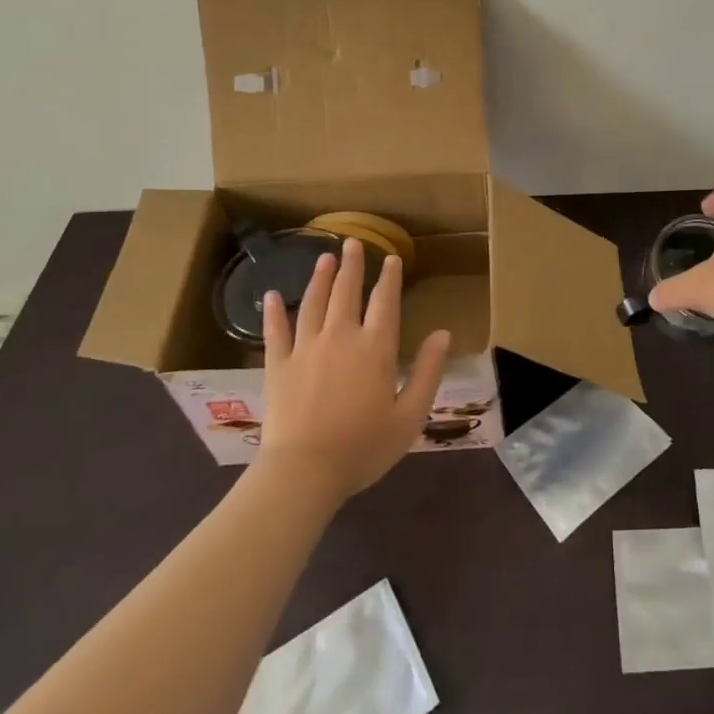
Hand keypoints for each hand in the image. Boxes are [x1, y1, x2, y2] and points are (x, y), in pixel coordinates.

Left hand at [255, 239, 449, 502]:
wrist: (304, 472)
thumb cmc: (363, 447)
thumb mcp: (410, 415)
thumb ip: (428, 372)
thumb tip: (443, 334)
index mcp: (375, 348)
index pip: (385, 302)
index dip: (390, 278)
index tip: (392, 258)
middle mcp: (341, 337)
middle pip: (347, 292)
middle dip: (353, 265)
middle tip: (353, 242)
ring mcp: (305, 349)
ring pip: (313, 303)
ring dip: (320, 278)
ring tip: (324, 257)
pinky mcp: (277, 366)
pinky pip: (275, 332)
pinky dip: (273, 312)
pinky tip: (271, 295)